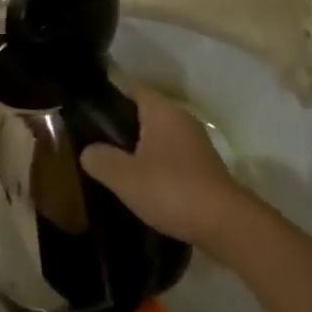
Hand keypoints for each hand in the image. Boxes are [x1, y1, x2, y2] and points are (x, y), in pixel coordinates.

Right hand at [79, 85, 249, 250]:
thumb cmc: (172, 190)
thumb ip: (101, 159)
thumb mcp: (125, 177)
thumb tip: (88, 151)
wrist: (225, 223)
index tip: (85, 108)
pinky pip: (170, 154)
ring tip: (112, 163)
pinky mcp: (202, 165)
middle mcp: (180, 118)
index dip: (108, 95)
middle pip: (144, 111)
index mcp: (161, 110)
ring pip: (158, 134)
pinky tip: (140, 182)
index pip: (130, 87)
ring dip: (138, 146)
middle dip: (120, 123)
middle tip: (92, 139)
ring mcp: (195, 142)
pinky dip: (155, 162)